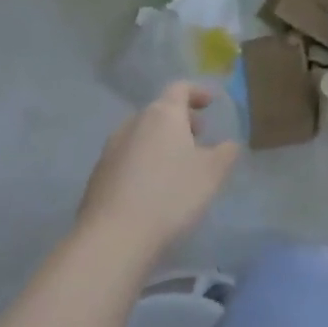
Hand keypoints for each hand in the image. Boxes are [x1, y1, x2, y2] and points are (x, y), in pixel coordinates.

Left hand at [77, 84, 239, 261]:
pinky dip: (144, 161)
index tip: (210, 102)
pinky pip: (128, 158)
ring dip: (161, 142)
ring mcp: (111, 149)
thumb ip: (226, 152)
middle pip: (159, 111)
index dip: (197, 92)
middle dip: (181, 120)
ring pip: (142, 135)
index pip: (179, 88)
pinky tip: (154, 187)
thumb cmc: (171, 195)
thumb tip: (229, 144)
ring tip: (178, 164)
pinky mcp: (98, 176)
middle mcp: (133, 124)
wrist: (113, 237)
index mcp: (162, 114)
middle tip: (199, 136)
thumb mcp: (212, 173)